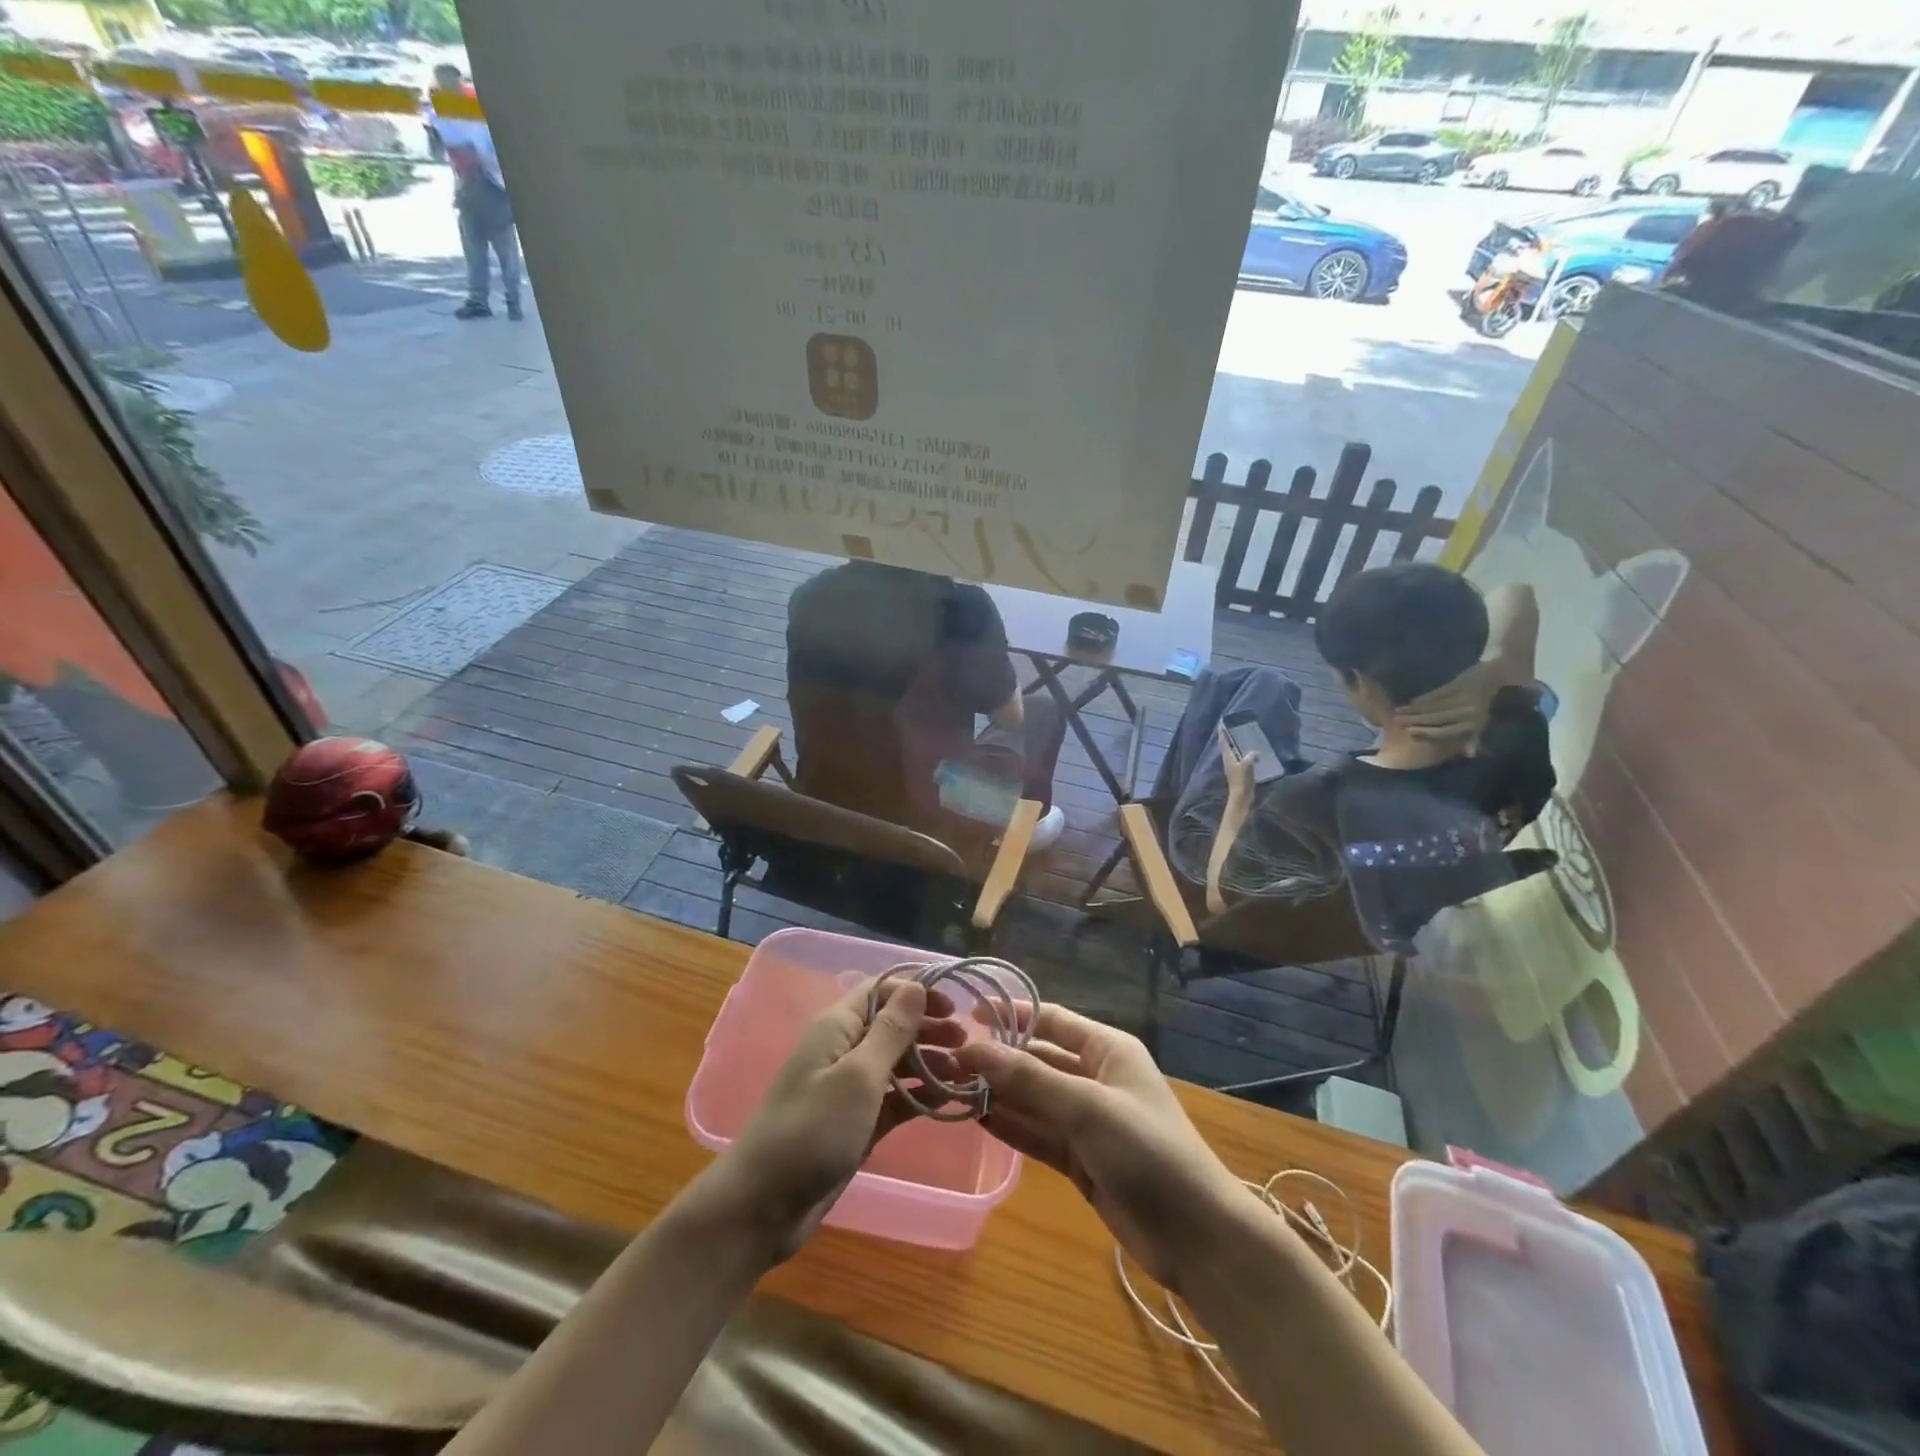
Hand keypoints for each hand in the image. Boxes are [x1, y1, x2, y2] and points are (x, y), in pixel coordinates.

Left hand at [699, 977, 964, 1262]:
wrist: (763, 1207)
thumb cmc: (811, 1130)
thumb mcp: (858, 1076)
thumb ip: (891, 1031)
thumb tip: (916, 985)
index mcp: (838, 1027)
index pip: (881, 990)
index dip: (917, 992)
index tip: (955, 1006)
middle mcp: (844, 1050)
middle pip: (892, 1025)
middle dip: (928, 1027)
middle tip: (966, 1042)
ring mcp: (849, 1089)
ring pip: (897, 1062)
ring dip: (928, 1062)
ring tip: (964, 1071)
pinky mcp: (856, 1123)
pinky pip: (894, 1098)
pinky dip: (919, 1096)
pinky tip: (947, 1100)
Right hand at [957, 1004, 1249, 1293]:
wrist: (1197, 1237)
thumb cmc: (1148, 1151)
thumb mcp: (1087, 1107)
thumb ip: (1030, 1079)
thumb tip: (974, 1048)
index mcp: (1107, 1050)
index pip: (1051, 1020)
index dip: (1012, 1016)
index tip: (968, 1015)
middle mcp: (1095, 1078)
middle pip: (1038, 1060)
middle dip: (998, 1060)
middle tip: (948, 1061)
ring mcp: (1087, 1121)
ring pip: (1034, 1099)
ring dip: (999, 1094)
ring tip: (951, 1088)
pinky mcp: (1080, 1160)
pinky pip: (1038, 1134)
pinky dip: (1011, 1127)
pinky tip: (976, 1119)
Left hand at [1217, 721, 1258, 796]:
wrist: (1241, 797)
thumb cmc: (1242, 781)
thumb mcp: (1247, 766)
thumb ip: (1250, 757)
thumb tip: (1255, 751)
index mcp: (1228, 757)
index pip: (1223, 741)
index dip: (1222, 732)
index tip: (1222, 722)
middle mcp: (1228, 759)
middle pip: (1227, 744)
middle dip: (1229, 735)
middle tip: (1234, 725)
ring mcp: (1233, 765)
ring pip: (1233, 750)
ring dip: (1236, 743)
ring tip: (1243, 735)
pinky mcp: (1238, 770)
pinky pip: (1240, 756)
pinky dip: (1243, 751)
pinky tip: (1251, 750)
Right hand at [1395, 656, 1524, 745]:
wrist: (1504, 670)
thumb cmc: (1497, 699)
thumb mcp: (1490, 720)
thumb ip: (1476, 736)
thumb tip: (1468, 754)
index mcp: (1477, 721)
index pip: (1447, 730)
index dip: (1428, 733)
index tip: (1411, 734)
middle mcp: (1469, 710)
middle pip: (1437, 718)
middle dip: (1416, 721)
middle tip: (1397, 723)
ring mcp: (1464, 696)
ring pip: (1434, 706)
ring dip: (1415, 710)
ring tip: (1398, 713)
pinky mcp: (1459, 683)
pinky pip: (1438, 693)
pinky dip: (1423, 698)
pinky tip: (1411, 701)